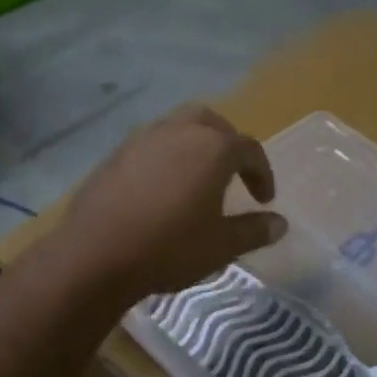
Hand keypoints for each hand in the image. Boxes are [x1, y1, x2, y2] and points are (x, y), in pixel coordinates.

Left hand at [56, 104, 287, 302]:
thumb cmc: (169, 249)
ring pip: (177, 126)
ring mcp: (142, 139)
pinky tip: (161, 187)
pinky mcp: (115, 155)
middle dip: (227, 142)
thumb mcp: (221, 246)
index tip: (264, 199)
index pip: (248, 149)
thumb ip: (254, 230)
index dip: (262, 173)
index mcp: (212, 148)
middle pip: (211, 122)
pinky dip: (165, 156)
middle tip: (233, 172)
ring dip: (194, 144)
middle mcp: (179, 132)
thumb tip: (280, 223)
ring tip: (197, 177)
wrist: (96, 254)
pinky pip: (150, 144)